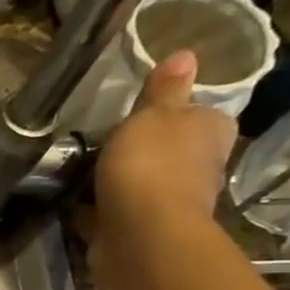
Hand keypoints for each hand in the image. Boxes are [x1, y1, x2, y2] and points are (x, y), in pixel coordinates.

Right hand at [90, 49, 237, 289]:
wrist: (141, 235)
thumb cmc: (151, 165)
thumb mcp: (153, 115)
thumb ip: (164, 90)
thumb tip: (186, 53)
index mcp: (211, 132)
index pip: (200, 114)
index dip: (175, 113)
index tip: (143, 115)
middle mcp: (201, 167)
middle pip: (172, 151)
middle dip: (145, 150)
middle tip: (107, 143)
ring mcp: (171, 203)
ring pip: (144, 183)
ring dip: (121, 181)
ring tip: (83, 173)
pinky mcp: (142, 231)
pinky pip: (118, 212)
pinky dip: (102, 209)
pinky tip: (77, 204)